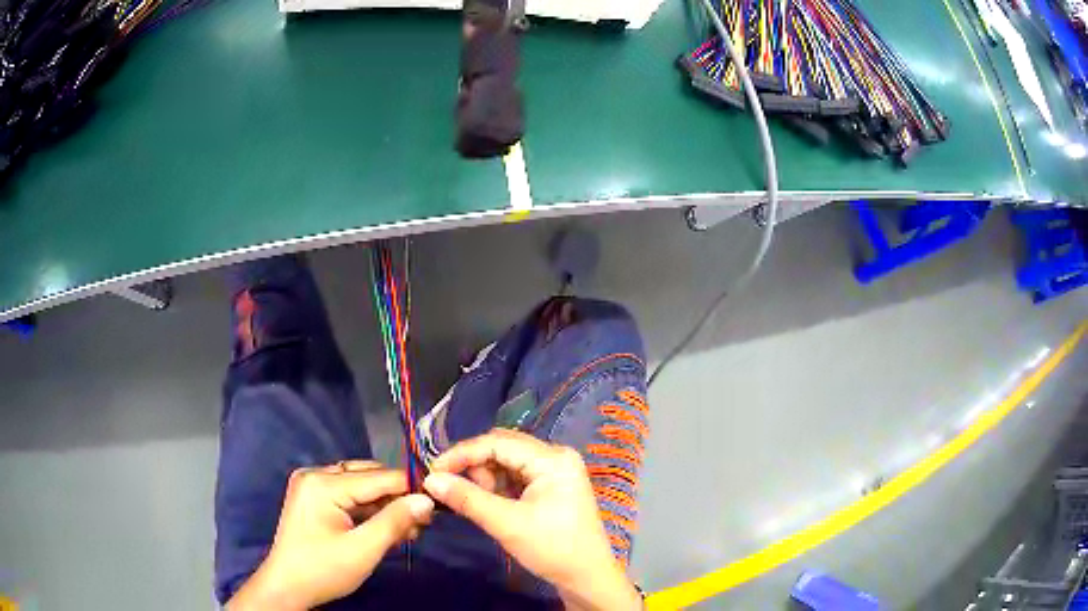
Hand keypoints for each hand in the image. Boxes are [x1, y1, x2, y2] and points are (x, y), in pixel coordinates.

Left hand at [227, 461, 433, 610]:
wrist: (287, 588)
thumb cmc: (323, 570)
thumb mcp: (363, 550)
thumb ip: (395, 522)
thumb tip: (427, 500)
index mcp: (323, 483)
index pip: (378, 477)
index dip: (411, 487)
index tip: (440, 501)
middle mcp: (316, 475)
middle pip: (369, 478)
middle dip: (398, 498)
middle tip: (424, 521)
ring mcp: (312, 486)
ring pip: (361, 487)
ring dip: (386, 506)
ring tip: (410, 528)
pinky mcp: (313, 499)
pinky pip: (349, 497)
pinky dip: (369, 511)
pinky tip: (388, 527)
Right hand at [424, 429, 640, 610]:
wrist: (586, 577)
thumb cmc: (552, 549)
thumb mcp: (507, 524)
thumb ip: (467, 499)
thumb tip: (430, 480)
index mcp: (553, 459)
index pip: (498, 442)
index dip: (462, 454)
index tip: (432, 471)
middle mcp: (555, 456)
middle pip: (502, 447)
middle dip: (474, 466)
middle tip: (453, 488)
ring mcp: (555, 470)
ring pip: (506, 461)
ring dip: (485, 477)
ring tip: (480, 504)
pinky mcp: (551, 485)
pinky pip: (515, 475)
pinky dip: (497, 486)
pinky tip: (491, 504)